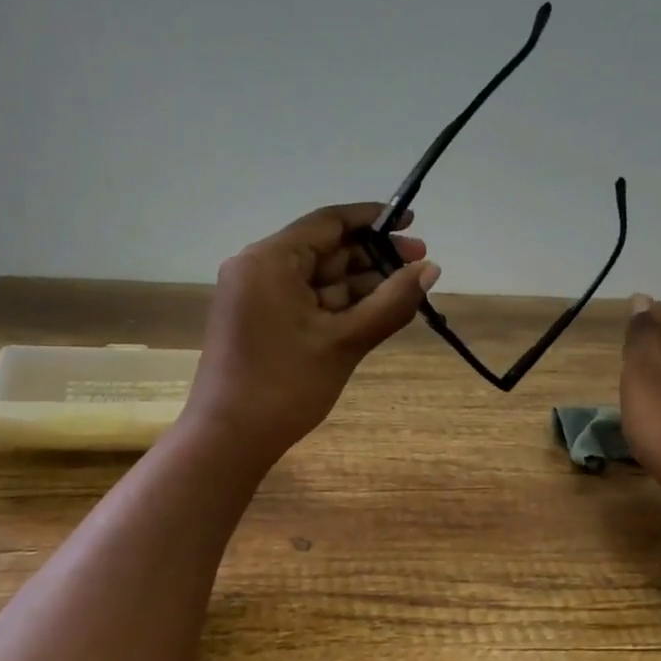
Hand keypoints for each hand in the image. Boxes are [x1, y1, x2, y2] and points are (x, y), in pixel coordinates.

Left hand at [184, 203, 439, 462]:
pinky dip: (338, 304)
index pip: (328, 223)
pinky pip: (305, 299)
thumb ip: (391, 302)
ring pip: (317, 277)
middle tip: (420, 265)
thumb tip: (432, 269)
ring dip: (360, 283)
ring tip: (406, 291)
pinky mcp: (259, 320)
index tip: (412, 221)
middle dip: (372, 257)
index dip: (373, 219)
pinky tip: (375, 310)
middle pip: (324, 249)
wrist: (228, 440)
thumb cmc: (285, 386)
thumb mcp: (345, 342)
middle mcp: (257, 267)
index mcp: (269, 260)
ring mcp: (256, 295)